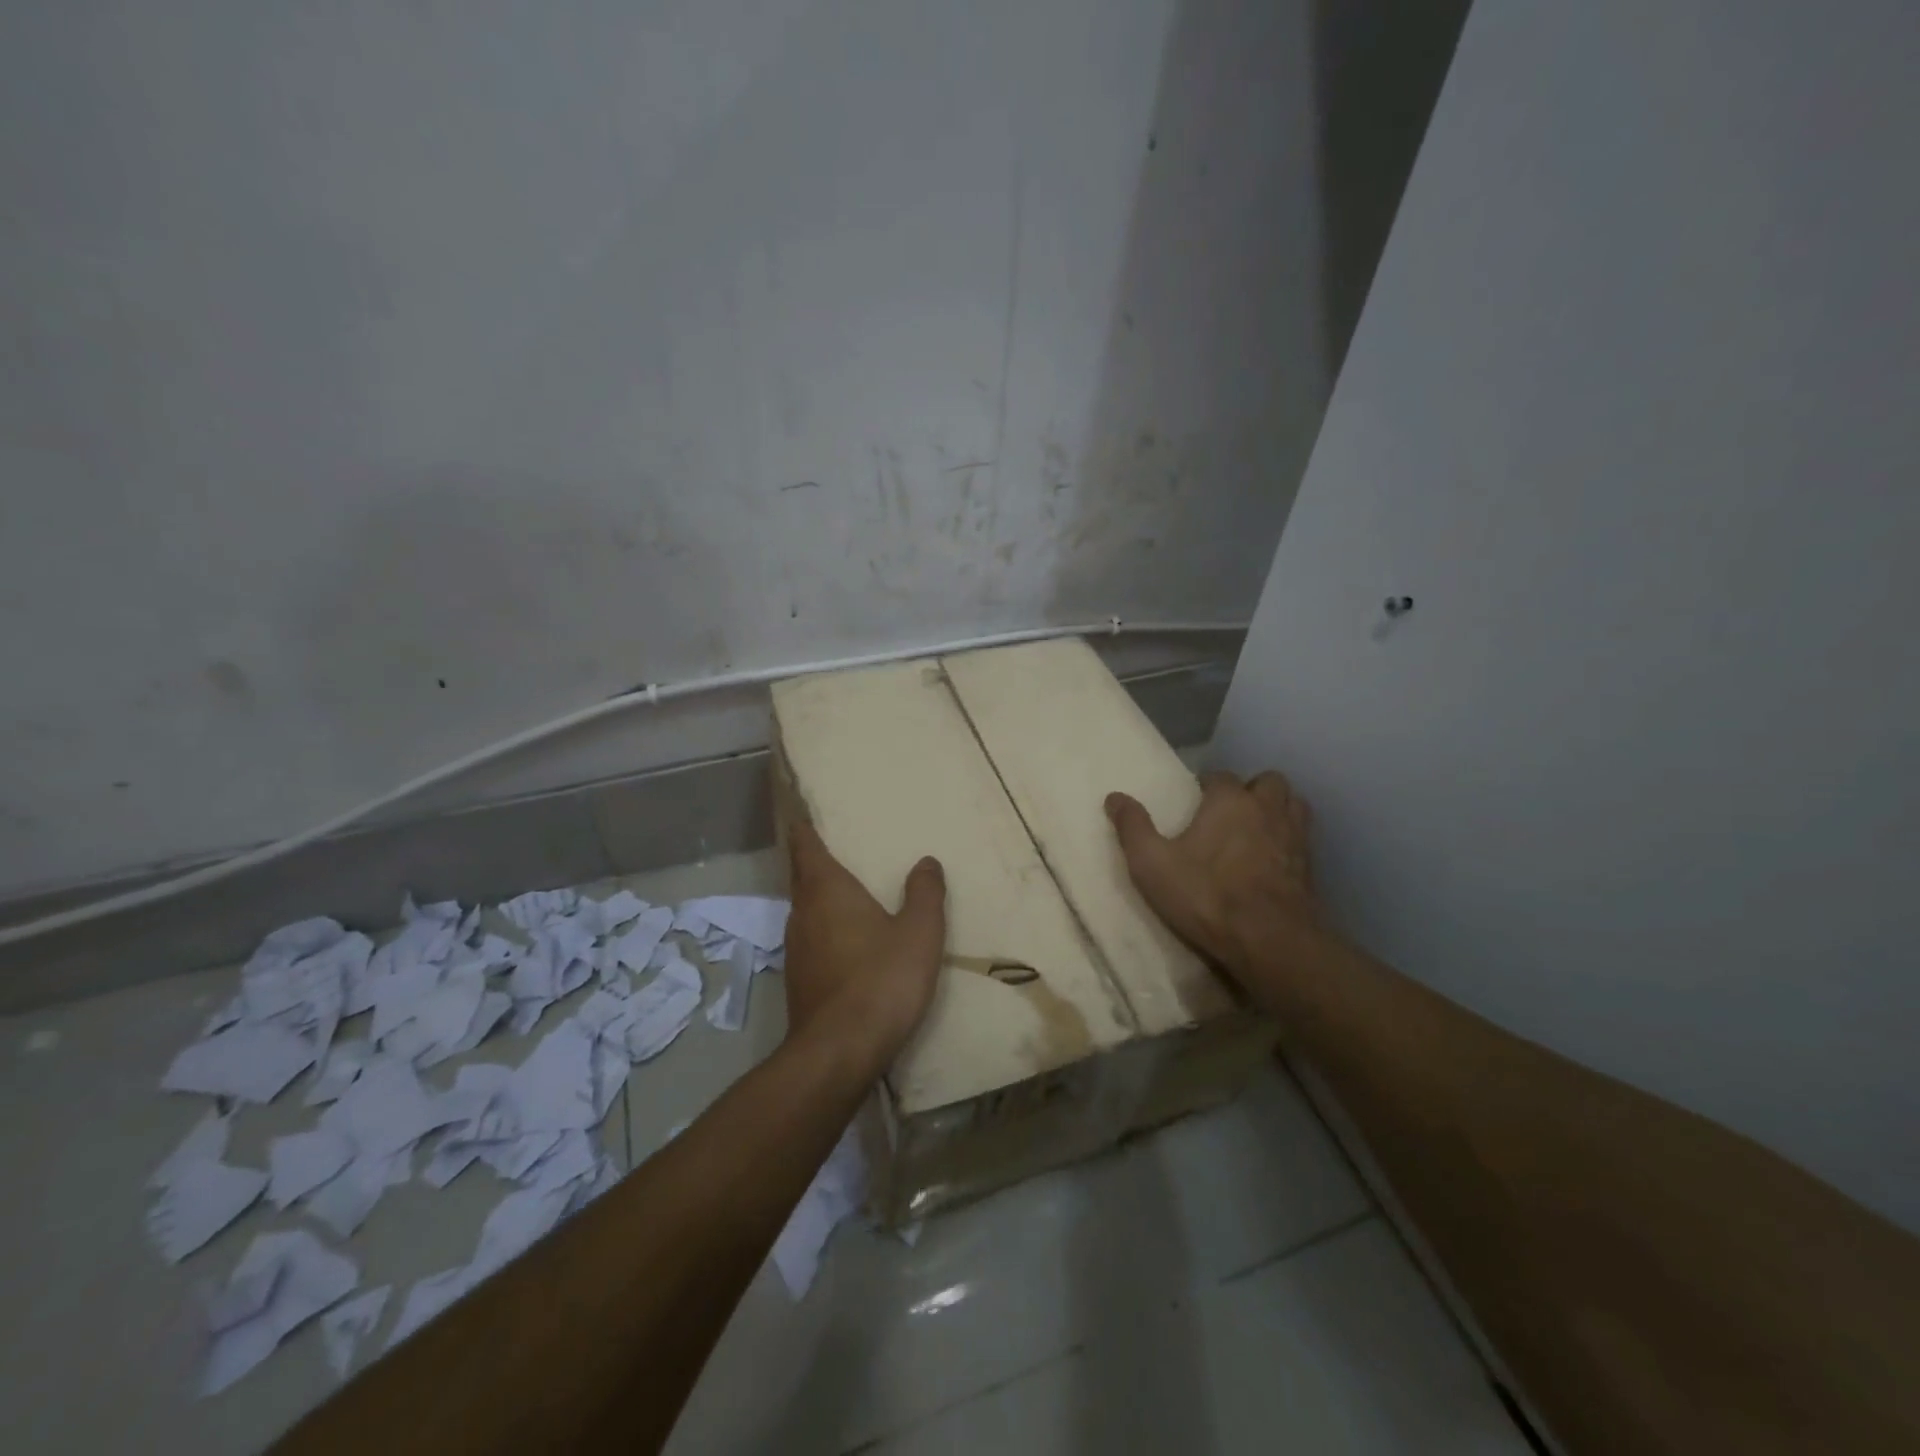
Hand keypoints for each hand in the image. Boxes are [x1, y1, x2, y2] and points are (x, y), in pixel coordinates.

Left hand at [782, 820, 946, 1074]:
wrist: (839, 1050)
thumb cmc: (882, 978)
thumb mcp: (919, 932)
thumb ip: (924, 893)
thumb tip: (926, 862)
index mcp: (827, 890)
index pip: (806, 848)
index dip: (803, 830)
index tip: (799, 816)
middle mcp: (803, 913)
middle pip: (800, 878)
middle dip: (810, 862)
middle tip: (828, 849)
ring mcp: (795, 950)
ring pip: (803, 911)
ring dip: (816, 899)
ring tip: (840, 893)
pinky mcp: (798, 981)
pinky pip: (809, 941)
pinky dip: (822, 931)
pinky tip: (843, 944)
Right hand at [1105, 770, 1318, 977]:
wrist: (1268, 940)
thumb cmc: (1205, 894)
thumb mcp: (1152, 863)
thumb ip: (1133, 827)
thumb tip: (1114, 797)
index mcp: (1230, 801)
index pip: (1220, 776)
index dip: (1207, 785)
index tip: (1194, 799)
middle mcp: (1267, 809)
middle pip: (1268, 782)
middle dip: (1251, 789)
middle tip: (1230, 810)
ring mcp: (1295, 838)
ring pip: (1294, 805)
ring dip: (1277, 809)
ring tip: (1256, 828)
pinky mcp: (1310, 868)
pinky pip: (1303, 840)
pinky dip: (1289, 841)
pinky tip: (1273, 860)